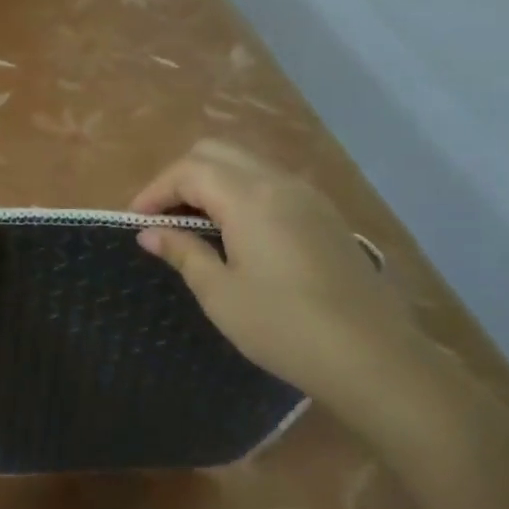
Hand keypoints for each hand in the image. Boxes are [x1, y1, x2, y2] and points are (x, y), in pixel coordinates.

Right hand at [131, 140, 413, 396]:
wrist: (373, 356)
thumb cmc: (285, 327)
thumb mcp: (221, 294)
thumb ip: (184, 252)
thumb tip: (150, 233)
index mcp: (249, 197)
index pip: (188, 170)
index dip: (154, 190)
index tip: (135, 221)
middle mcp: (278, 182)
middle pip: (216, 152)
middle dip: (180, 177)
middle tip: (162, 218)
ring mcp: (306, 194)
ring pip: (245, 163)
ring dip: (211, 182)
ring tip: (193, 226)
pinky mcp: (324, 213)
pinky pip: (270, 183)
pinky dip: (241, 192)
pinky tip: (236, 233)